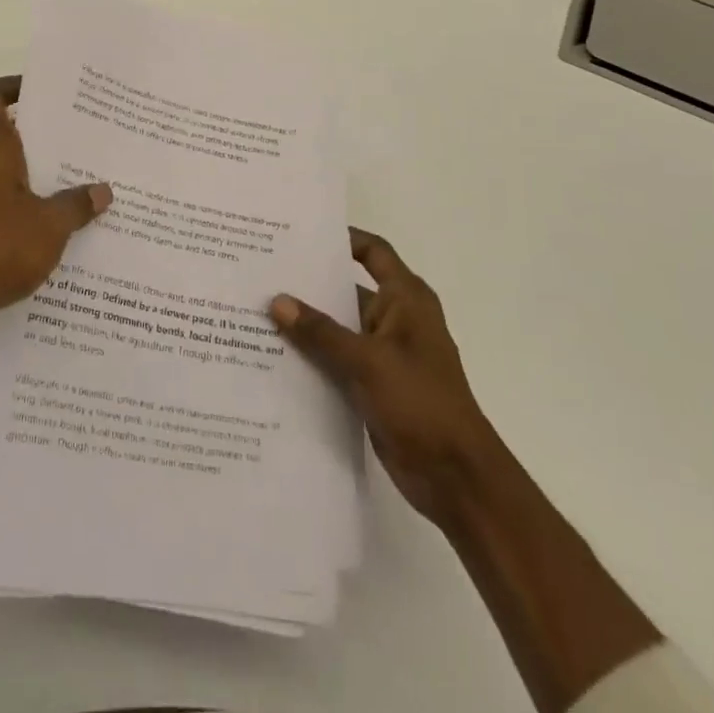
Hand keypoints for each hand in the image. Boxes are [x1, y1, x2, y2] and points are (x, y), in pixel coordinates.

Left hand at [0, 76, 111, 353]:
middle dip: (36, 142)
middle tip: (78, 147)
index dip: (10, 87)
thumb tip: (102, 190)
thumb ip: (76, 205)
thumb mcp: (49, 227)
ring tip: (72, 193)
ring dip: (28, 183)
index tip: (41, 93)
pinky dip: (14, 216)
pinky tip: (46, 238)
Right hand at [271, 230, 495, 529]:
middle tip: (263, 273)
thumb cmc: (421, 402)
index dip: (342, 239)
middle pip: (348, 290)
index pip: (373, 252)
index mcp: (406, 299)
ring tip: (258, 312)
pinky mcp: (374, 386)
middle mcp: (395, 319)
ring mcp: (384, 354)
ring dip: (307, 325)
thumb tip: (277, 300)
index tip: (300, 235)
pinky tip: (274, 356)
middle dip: (310, 284)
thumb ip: (321, 331)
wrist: (455, 477)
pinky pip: (338, 361)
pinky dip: (313, 357)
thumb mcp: (368, 361)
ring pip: (339, 328)